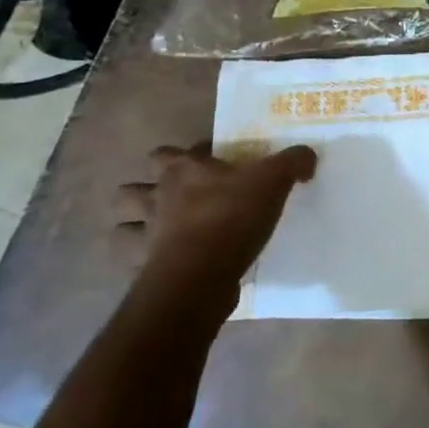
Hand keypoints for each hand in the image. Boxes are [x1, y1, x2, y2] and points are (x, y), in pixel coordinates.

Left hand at [117, 143, 316, 295]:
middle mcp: (157, 196)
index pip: (168, 152)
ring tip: (160, 229)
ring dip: (135, 224)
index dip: (187, 157)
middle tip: (176, 197)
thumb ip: (293, 161)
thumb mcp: (274, 180)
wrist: (202, 274)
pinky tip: (161, 261)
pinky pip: (130, 261)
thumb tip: (306, 156)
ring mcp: (145, 234)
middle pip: (132, 188)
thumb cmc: (233, 216)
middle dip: (145, 190)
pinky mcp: (142, 268)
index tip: (211, 164)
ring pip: (121, 223)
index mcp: (183, 169)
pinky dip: (140, 259)